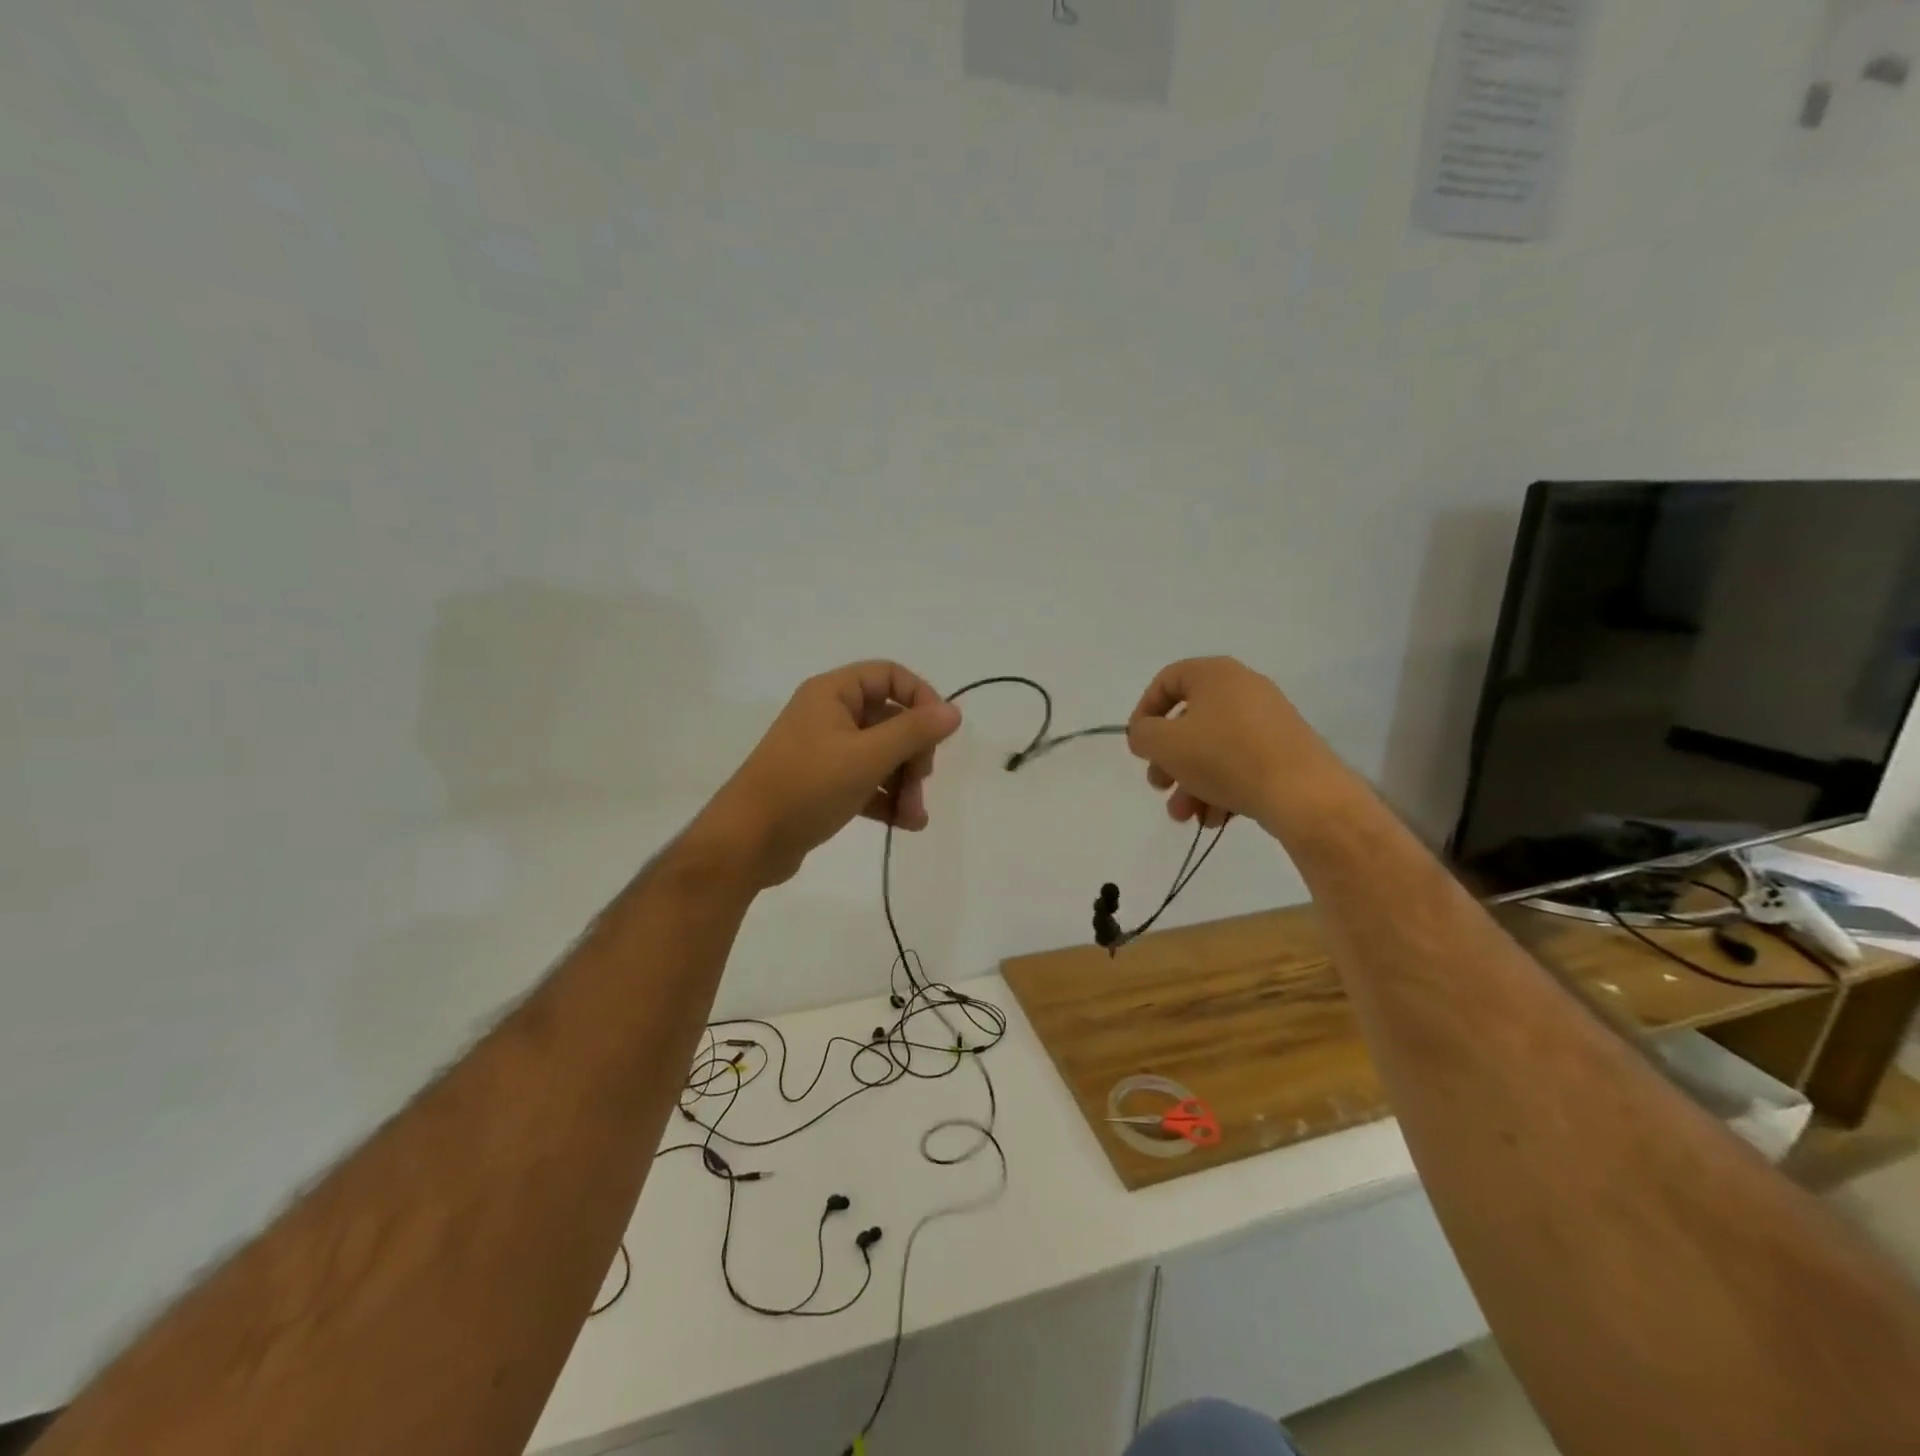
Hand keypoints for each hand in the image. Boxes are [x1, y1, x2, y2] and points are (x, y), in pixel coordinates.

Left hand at [695, 661, 961, 887]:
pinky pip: (866, 781)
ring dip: (904, 782)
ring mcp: (825, 751)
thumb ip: (914, 732)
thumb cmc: (807, 787)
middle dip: (914, 753)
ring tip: (914, 815)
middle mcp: (828, 715)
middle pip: (890, 719)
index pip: (888, 676)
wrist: (747, 842)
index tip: (940, 731)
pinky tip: (907, 824)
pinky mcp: (823, 784)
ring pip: (881, 755)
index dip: (920, 697)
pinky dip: (887, 798)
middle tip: (922, 782)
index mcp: (832, 694)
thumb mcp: (867, 757)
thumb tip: (954, 711)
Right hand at [1126, 657, 1328, 831]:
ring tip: (1186, 816)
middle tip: (1160, 786)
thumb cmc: (1225, 757)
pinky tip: (1214, 819)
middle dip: (1168, 760)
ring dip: (1191, 783)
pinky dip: (1221, 788)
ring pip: (1213, 749)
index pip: (1166, 681)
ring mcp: (1267, 721)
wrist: (1304, 794)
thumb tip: (1144, 734)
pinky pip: (1240, 764)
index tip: (1139, 746)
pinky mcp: (1284, 751)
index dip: (1144, 713)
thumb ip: (1142, 734)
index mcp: (1215, 674)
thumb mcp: (1166, 744)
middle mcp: (1243, 689)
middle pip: (1189, 722)